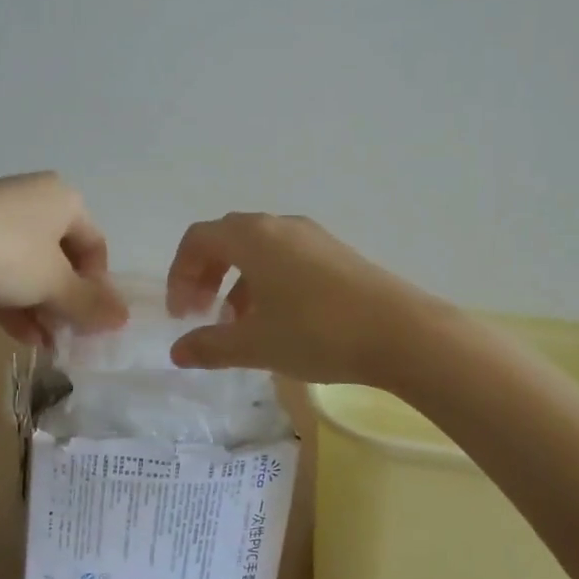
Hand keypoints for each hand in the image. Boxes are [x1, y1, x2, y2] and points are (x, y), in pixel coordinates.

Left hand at [0, 173, 127, 346]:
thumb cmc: (10, 254)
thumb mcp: (56, 284)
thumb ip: (90, 304)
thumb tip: (124, 319)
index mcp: (63, 198)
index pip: (95, 244)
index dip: (99, 285)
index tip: (94, 319)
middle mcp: (32, 199)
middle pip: (61, 257)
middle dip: (67, 300)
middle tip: (69, 335)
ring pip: (29, 267)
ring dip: (42, 307)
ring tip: (47, 345)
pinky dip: (14, 301)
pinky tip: (22, 336)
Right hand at [165, 213, 438, 384]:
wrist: (400, 331)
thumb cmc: (316, 332)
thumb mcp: (255, 345)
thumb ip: (210, 346)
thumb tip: (178, 352)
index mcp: (252, 237)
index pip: (198, 239)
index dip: (180, 274)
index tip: (181, 315)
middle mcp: (279, 226)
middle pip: (227, 238)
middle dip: (206, 274)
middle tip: (201, 313)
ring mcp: (312, 236)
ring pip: (258, 248)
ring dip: (237, 280)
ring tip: (238, 322)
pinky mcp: (336, 252)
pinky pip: (286, 256)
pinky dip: (267, 279)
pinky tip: (279, 318)